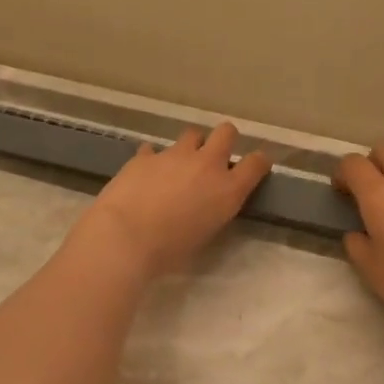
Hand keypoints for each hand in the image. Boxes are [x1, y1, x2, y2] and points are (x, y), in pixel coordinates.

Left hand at [71, 123, 270, 281]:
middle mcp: (206, 164)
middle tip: (214, 158)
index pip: (257, 163)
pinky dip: (154, 159)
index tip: (254, 167)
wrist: (126, 237)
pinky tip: (146, 174)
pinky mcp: (145, 155)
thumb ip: (213, 211)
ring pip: (192, 134)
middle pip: (226, 132)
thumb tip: (209, 203)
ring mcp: (175, 155)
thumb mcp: (205, 235)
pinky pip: (154, 149)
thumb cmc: (169, 251)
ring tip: (178, 165)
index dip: (258, 162)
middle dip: (224, 140)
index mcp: (228, 189)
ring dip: (190, 146)